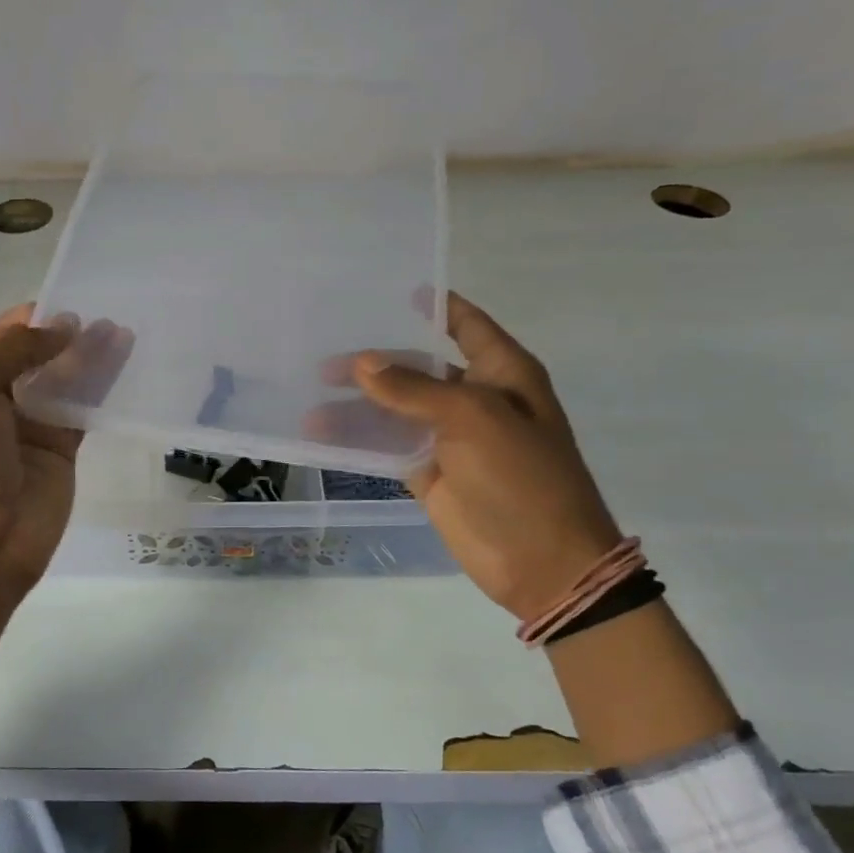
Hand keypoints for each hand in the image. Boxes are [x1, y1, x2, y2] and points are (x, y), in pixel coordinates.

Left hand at [0, 303, 129, 595]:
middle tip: (108, 315)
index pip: (6, 333)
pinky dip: (104, 386)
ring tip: (123, 332)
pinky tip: (126, 365)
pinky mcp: (63, 445)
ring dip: (92, 355)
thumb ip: (15, 349)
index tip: (77, 298)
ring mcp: (33, 421)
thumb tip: (64, 327)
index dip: (38, 316)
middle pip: (40, 352)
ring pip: (67, 377)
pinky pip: (86, 407)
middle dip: (70, 332)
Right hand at [341, 292, 622, 620]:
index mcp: (501, 373)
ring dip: (358, 404)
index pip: (466, 325)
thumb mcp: (472, 418)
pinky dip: (359, 439)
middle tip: (325, 360)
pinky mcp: (429, 472)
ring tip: (312, 398)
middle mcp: (474, 399)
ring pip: (396, 408)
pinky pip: (388, 446)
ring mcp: (450, 438)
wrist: (541, 561)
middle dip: (375, 361)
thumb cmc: (521, 476)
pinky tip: (323, 432)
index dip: (435, 306)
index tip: (392, 290)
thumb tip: (361, 364)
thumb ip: (413, 389)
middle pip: (417, 367)